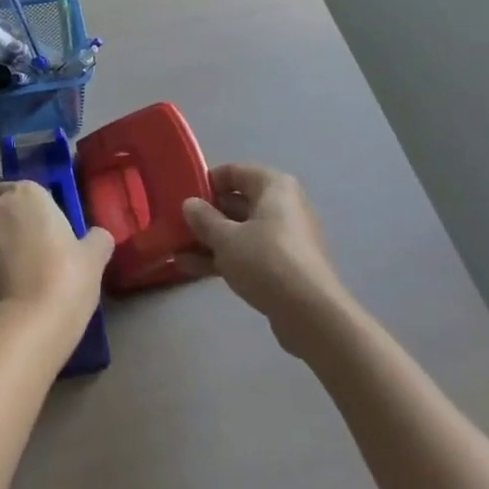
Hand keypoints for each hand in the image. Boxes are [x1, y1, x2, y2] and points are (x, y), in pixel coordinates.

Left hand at [0, 180, 112, 350]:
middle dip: (15, 221)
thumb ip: (96, 238)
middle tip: (37, 246)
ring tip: (22, 270)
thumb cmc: (66, 276)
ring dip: (0, 243)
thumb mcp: (94, 256)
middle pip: (4, 206)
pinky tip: (11, 287)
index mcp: (27, 192)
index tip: (51, 227)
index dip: (39, 208)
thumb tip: (98, 237)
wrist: (30, 324)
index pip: (29, 189)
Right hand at [182, 164, 348, 355]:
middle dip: (206, 215)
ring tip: (176, 249)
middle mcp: (283, 206)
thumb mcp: (226, 238)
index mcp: (274, 186)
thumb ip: (203, 218)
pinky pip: (249, 253)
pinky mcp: (285, 267)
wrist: (311, 316)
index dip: (207, 181)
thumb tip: (189, 204)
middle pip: (237, 202)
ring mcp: (285, 238)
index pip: (234, 172)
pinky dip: (225, 258)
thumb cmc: (267, 261)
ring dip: (210, 240)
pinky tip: (192, 268)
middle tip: (177, 224)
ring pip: (241, 231)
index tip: (184, 196)